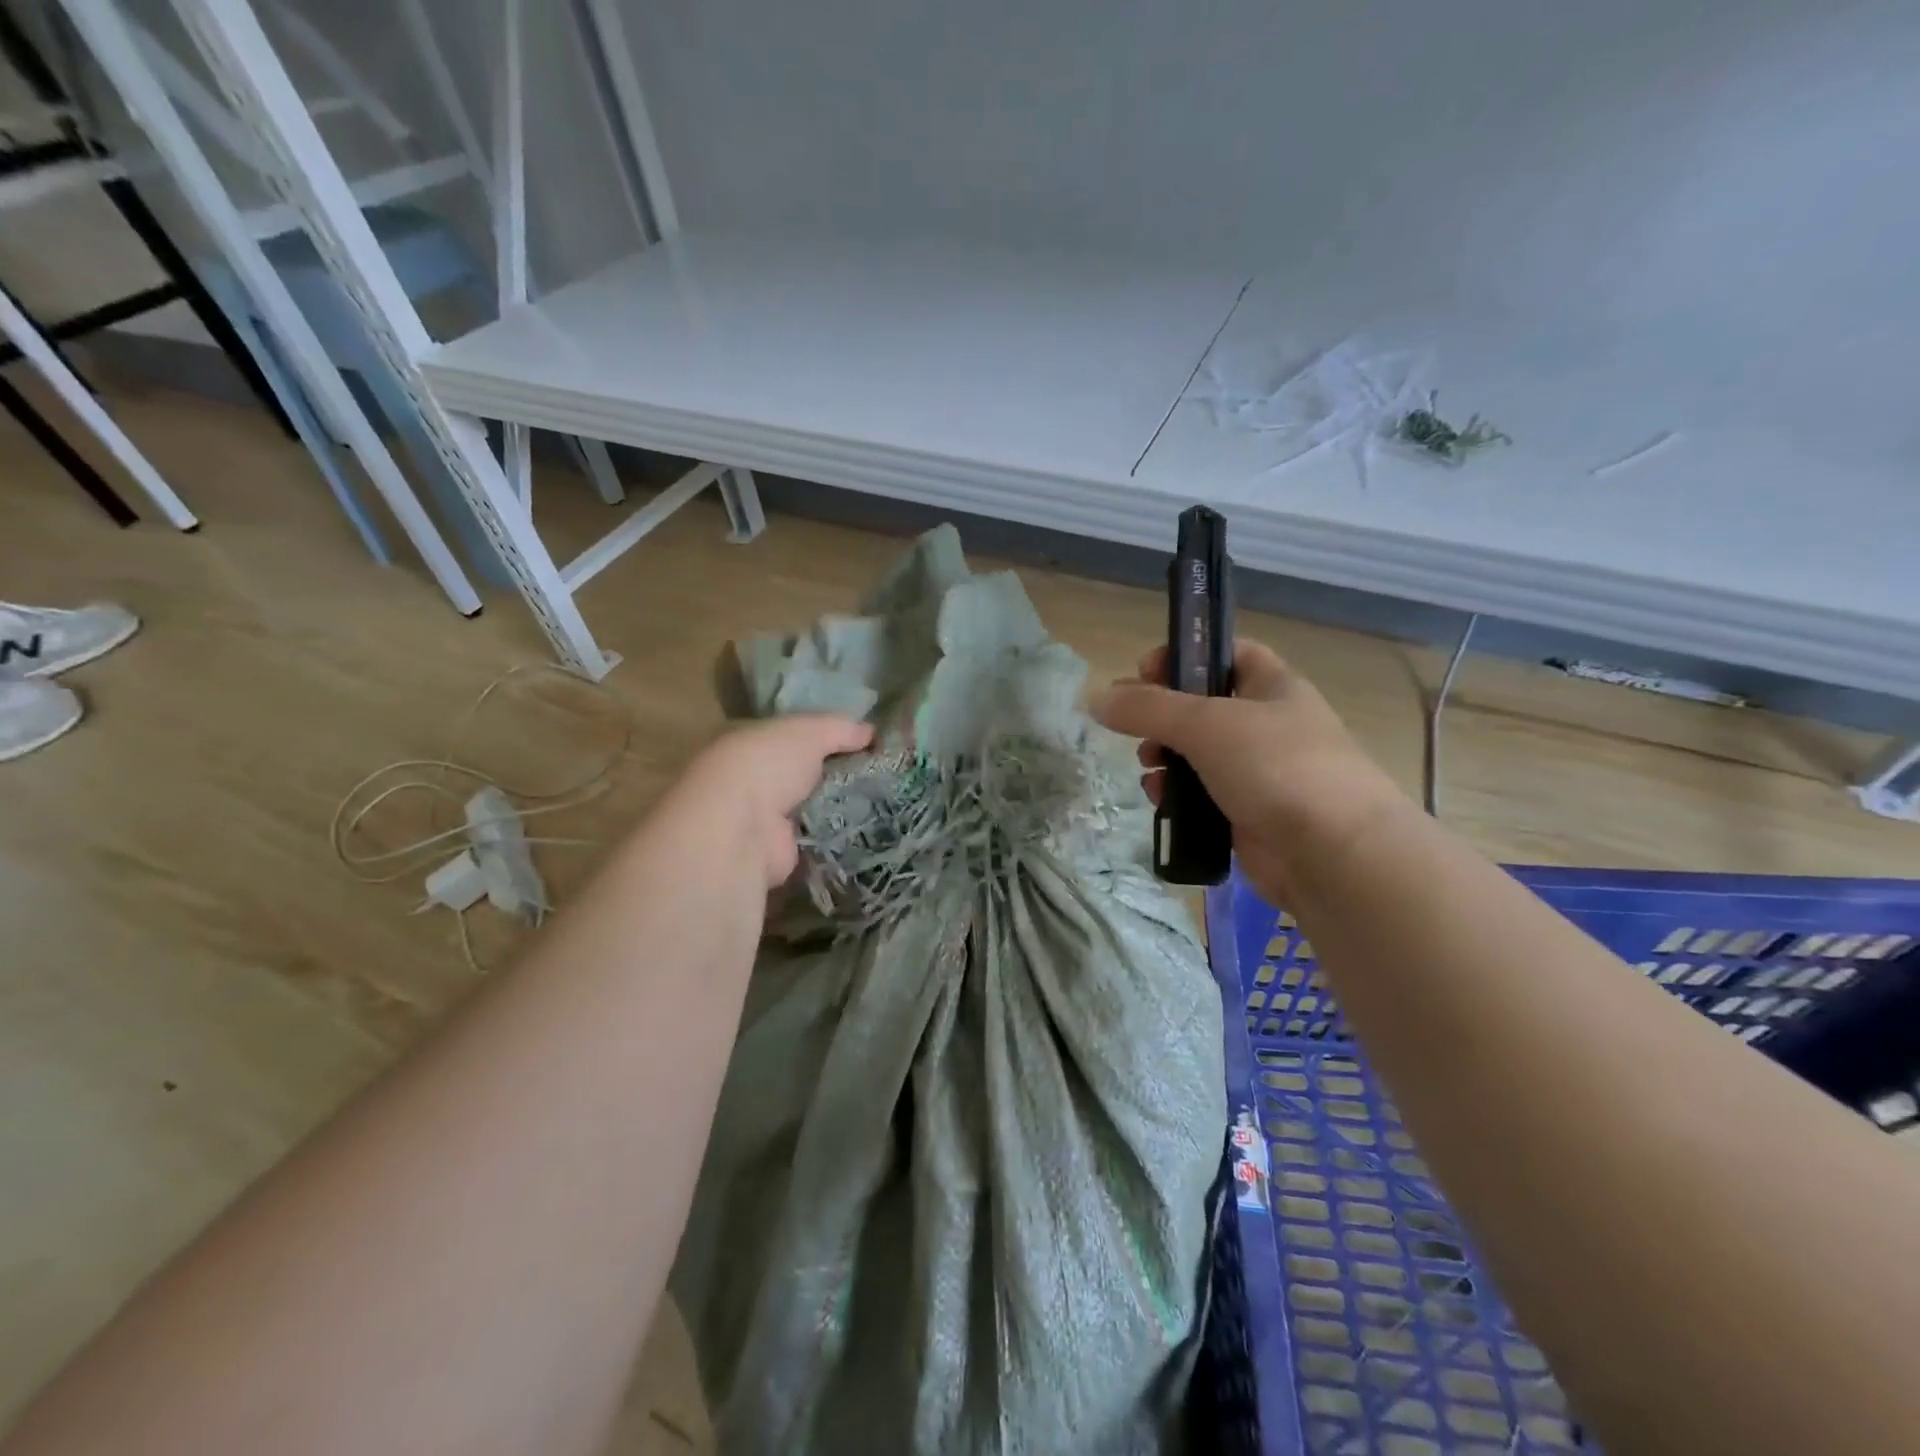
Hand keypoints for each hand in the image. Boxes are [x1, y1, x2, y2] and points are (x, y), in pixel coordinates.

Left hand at [668, 716, 872, 887]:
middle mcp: (754, 780)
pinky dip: (838, 837)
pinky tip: (871, 830)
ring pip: (812, 807)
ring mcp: (764, 819)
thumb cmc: (767, 764)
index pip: (792, 737)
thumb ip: (840, 728)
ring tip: (885, 802)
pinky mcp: (780, 853)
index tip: (864, 743)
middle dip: (837, 774)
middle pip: (804, 774)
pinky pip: (817, 839)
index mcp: (750, 743)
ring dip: (840, 807)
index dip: (826, 738)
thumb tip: (871, 731)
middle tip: (881, 774)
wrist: (742, 826)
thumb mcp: (809, 731)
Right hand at [1092, 642, 1406, 902]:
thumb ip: (1146, 708)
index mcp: (1273, 686)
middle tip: (1134, 726)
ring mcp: (1260, 773)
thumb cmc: (1275, 767)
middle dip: (1162, 715)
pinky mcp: (1249, 815)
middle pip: (1203, 707)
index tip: (1144, 672)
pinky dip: (1178, 795)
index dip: (1185, 655)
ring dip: (1165, 757)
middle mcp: (1269, 725)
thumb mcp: (1204, 724)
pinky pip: (1202, 795)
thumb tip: (1096, 700)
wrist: (1333, 854)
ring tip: (1148, 767)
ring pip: (1198, 755)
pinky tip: (1160, 801)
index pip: (1227, 654)